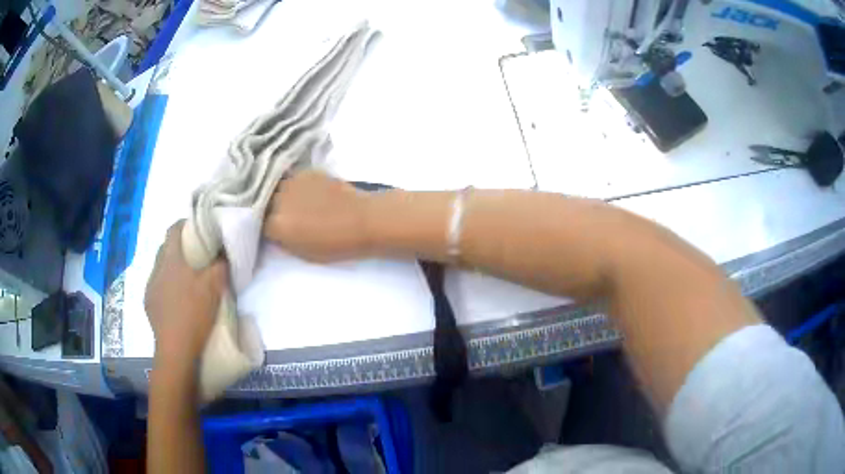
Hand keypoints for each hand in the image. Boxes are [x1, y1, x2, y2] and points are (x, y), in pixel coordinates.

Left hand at [145, 221, 227, 364]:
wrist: (176, 348)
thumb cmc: (194, 312)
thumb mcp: (214, 287)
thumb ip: (220, 265)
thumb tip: (224, 253)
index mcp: (171, 259)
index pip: (173, 229)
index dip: (185, 224)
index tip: (198, 229)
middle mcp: (157, 268)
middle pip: (166, 248)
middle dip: (179, 247)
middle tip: (196, 255)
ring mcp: (150, 286)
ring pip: (160, 267)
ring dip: (172, 268)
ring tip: (187, 280)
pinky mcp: (148, 303)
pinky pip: (157, 285)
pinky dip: (166, 285)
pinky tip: (177, 300)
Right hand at [264, 170, 371, 261]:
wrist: (362, 220)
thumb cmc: (335, 244)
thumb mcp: (302, 252)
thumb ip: (281, 239)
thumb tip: (271, 228)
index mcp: (276, 224)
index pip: (255, 222)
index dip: (257, 224)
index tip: (263, 226)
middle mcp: (279, 200)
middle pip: (261, 200)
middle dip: (263, 206)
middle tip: (270, 212)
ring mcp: (292, 183)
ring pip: (273, 185)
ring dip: (273, 192)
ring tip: (280, 199)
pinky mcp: (306, 172)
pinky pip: (289, 176)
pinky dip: (289, 184)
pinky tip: (296, 189)